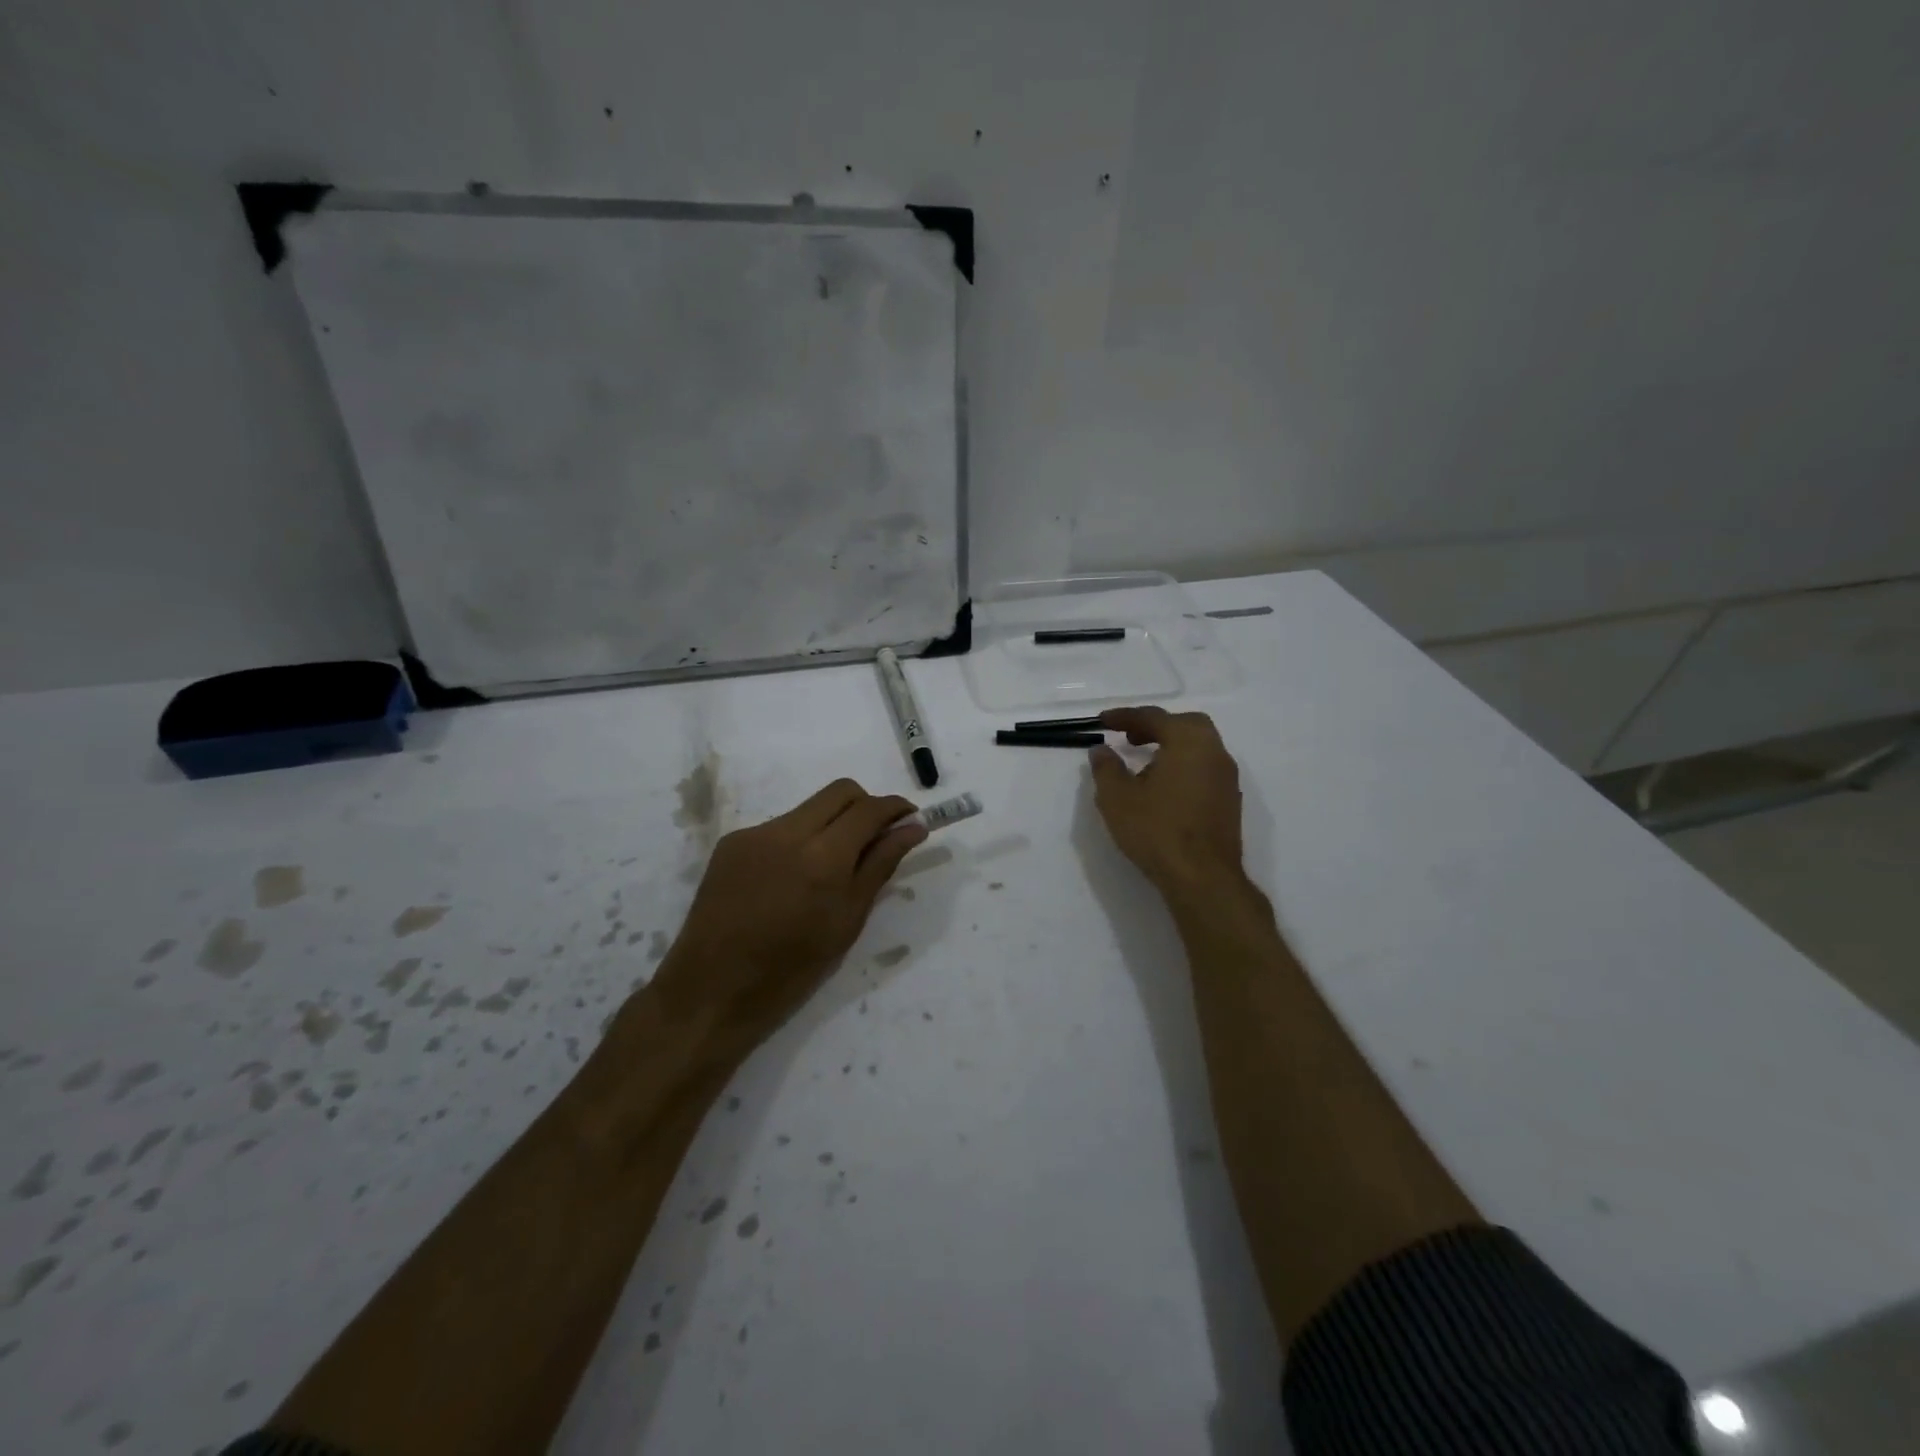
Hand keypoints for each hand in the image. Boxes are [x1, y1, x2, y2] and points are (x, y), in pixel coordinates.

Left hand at [649, 779, 927, 1053]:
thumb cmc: (791, 969)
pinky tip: (791, 880)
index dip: (896, 808)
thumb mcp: (848, 921)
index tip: (911, 820)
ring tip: (830, 869)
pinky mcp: (731, 843)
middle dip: (866, 806)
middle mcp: (787, 832)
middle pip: (840, 792)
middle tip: (876, 838)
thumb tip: (912, 829)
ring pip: (808, 809)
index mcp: (822, 856)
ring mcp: (754, 833)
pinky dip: (798, 841)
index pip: (869, 809)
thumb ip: (880, 866)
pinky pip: (778, 828)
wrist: (712, 990)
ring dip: (831, 824)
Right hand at [1089, 706, 1244, 891]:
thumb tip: (1101, 750)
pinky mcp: (1229, 802)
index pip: (1154, 717)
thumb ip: (1107, 768)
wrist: (1203, 878)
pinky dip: (1183, 766)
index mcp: (1188, 742)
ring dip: (1171, 746)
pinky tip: (1164, 788)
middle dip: (1155, 727)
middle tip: (1130, 738)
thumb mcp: (1117, 798)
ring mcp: (1227, 778)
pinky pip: (1204, 769)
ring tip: (1143, 765)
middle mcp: (1214, 752)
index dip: (1125, 717)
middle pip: (1185, 725)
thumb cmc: (1157, 830)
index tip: (1102, 722)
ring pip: (1199, 747)